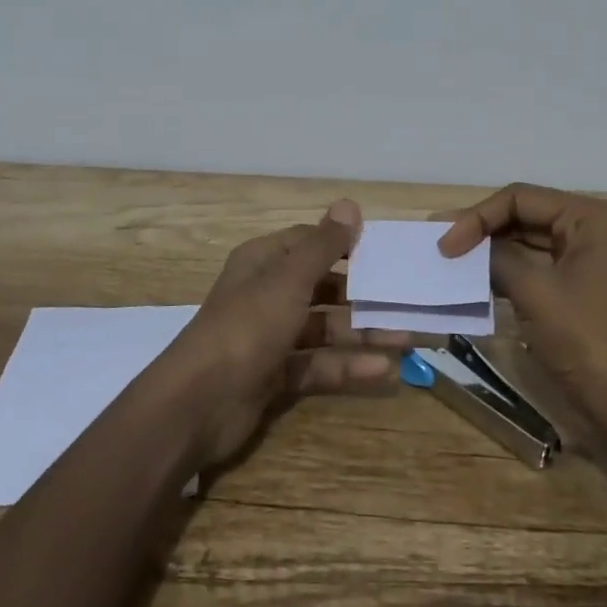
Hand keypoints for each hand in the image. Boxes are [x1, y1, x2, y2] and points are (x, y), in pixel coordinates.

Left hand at [166, 199, 406, 467]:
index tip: (384, 252)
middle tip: (405, 298)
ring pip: (324, 329)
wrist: (199, 402)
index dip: (343, 244)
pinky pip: (318, 365)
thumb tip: (349, 204)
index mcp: (263, 263)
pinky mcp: (275, 376)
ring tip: (407, 336)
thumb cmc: (247, 326)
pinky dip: (347, 367)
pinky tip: (383, 370)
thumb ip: (323, 246)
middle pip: (321, 288)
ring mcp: (270, 337)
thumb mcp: (289, 280)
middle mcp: (266, 295)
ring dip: (362, 332)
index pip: (308, 243)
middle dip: (362, 294)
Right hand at [437, 183, 606, 410]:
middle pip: (526, 216)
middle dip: (482, 229)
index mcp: (591, 218)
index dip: (478, 217)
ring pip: (529, 242)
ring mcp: (589, 261)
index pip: (521, 199)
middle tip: (439, 242)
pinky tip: (476, 278)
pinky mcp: (581, 289)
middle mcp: (593, 230)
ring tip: (450, 258)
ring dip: (491, 250)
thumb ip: (495, 257)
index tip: (445, 245)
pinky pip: (537, 267)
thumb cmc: (585, 338)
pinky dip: (507, 271)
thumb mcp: (534, 290)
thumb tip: (462, 245)